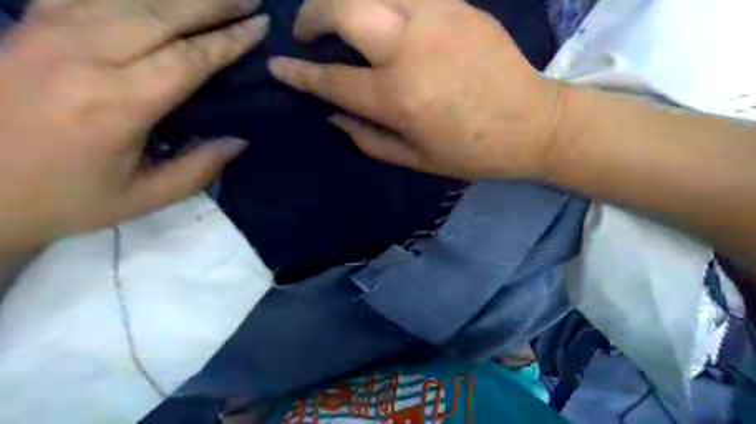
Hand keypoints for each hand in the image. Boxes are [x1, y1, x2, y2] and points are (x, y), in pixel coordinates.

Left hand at [0, 0, 269, 254]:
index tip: (260, 26)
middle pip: (161, 13)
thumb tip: (240, 140)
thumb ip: (199, 168)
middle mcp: (82, 56)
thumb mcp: (146, 197)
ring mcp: (47, 32)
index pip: (189, 59)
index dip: (229, 40)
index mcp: (116, 104)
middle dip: (212, 2)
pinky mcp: (28, 25)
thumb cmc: (69, 199)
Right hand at [269, 1, 563, 179]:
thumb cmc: (471, 151)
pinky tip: (382, 19)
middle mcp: (409, 48)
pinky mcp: (458, 3)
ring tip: (339, 21)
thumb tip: (333, 115)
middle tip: (307, 32)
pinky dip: (382, 2)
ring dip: (345, 2)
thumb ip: (367, 138)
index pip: (331, 80)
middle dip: (312, 15)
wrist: (533, 123)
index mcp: (397, 97)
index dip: (298, 74)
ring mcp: (435, 17)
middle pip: (343, 9)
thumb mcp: (414, 159)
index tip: (277, 67)